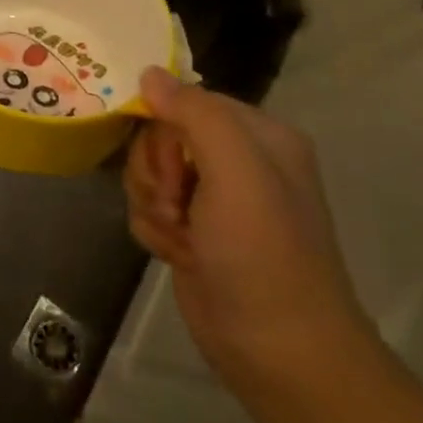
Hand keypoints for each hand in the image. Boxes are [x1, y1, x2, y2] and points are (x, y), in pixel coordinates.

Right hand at [122, 68, 373, 400]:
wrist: (276, 349)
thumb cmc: (262, 254)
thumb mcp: (236, 174)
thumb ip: (194, 114)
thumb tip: (148, 73)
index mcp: (259, 136)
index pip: (184, 101)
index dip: (164, 131)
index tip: (175, 169)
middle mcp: (237, 160)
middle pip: (158, 136)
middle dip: (156, 172)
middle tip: (179, 206)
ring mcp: (212, 197)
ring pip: (146, 172)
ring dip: (151, 203)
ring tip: (181, 236)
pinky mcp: (192, 229)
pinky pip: (146, 206)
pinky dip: (152, 228)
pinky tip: (176, 253)